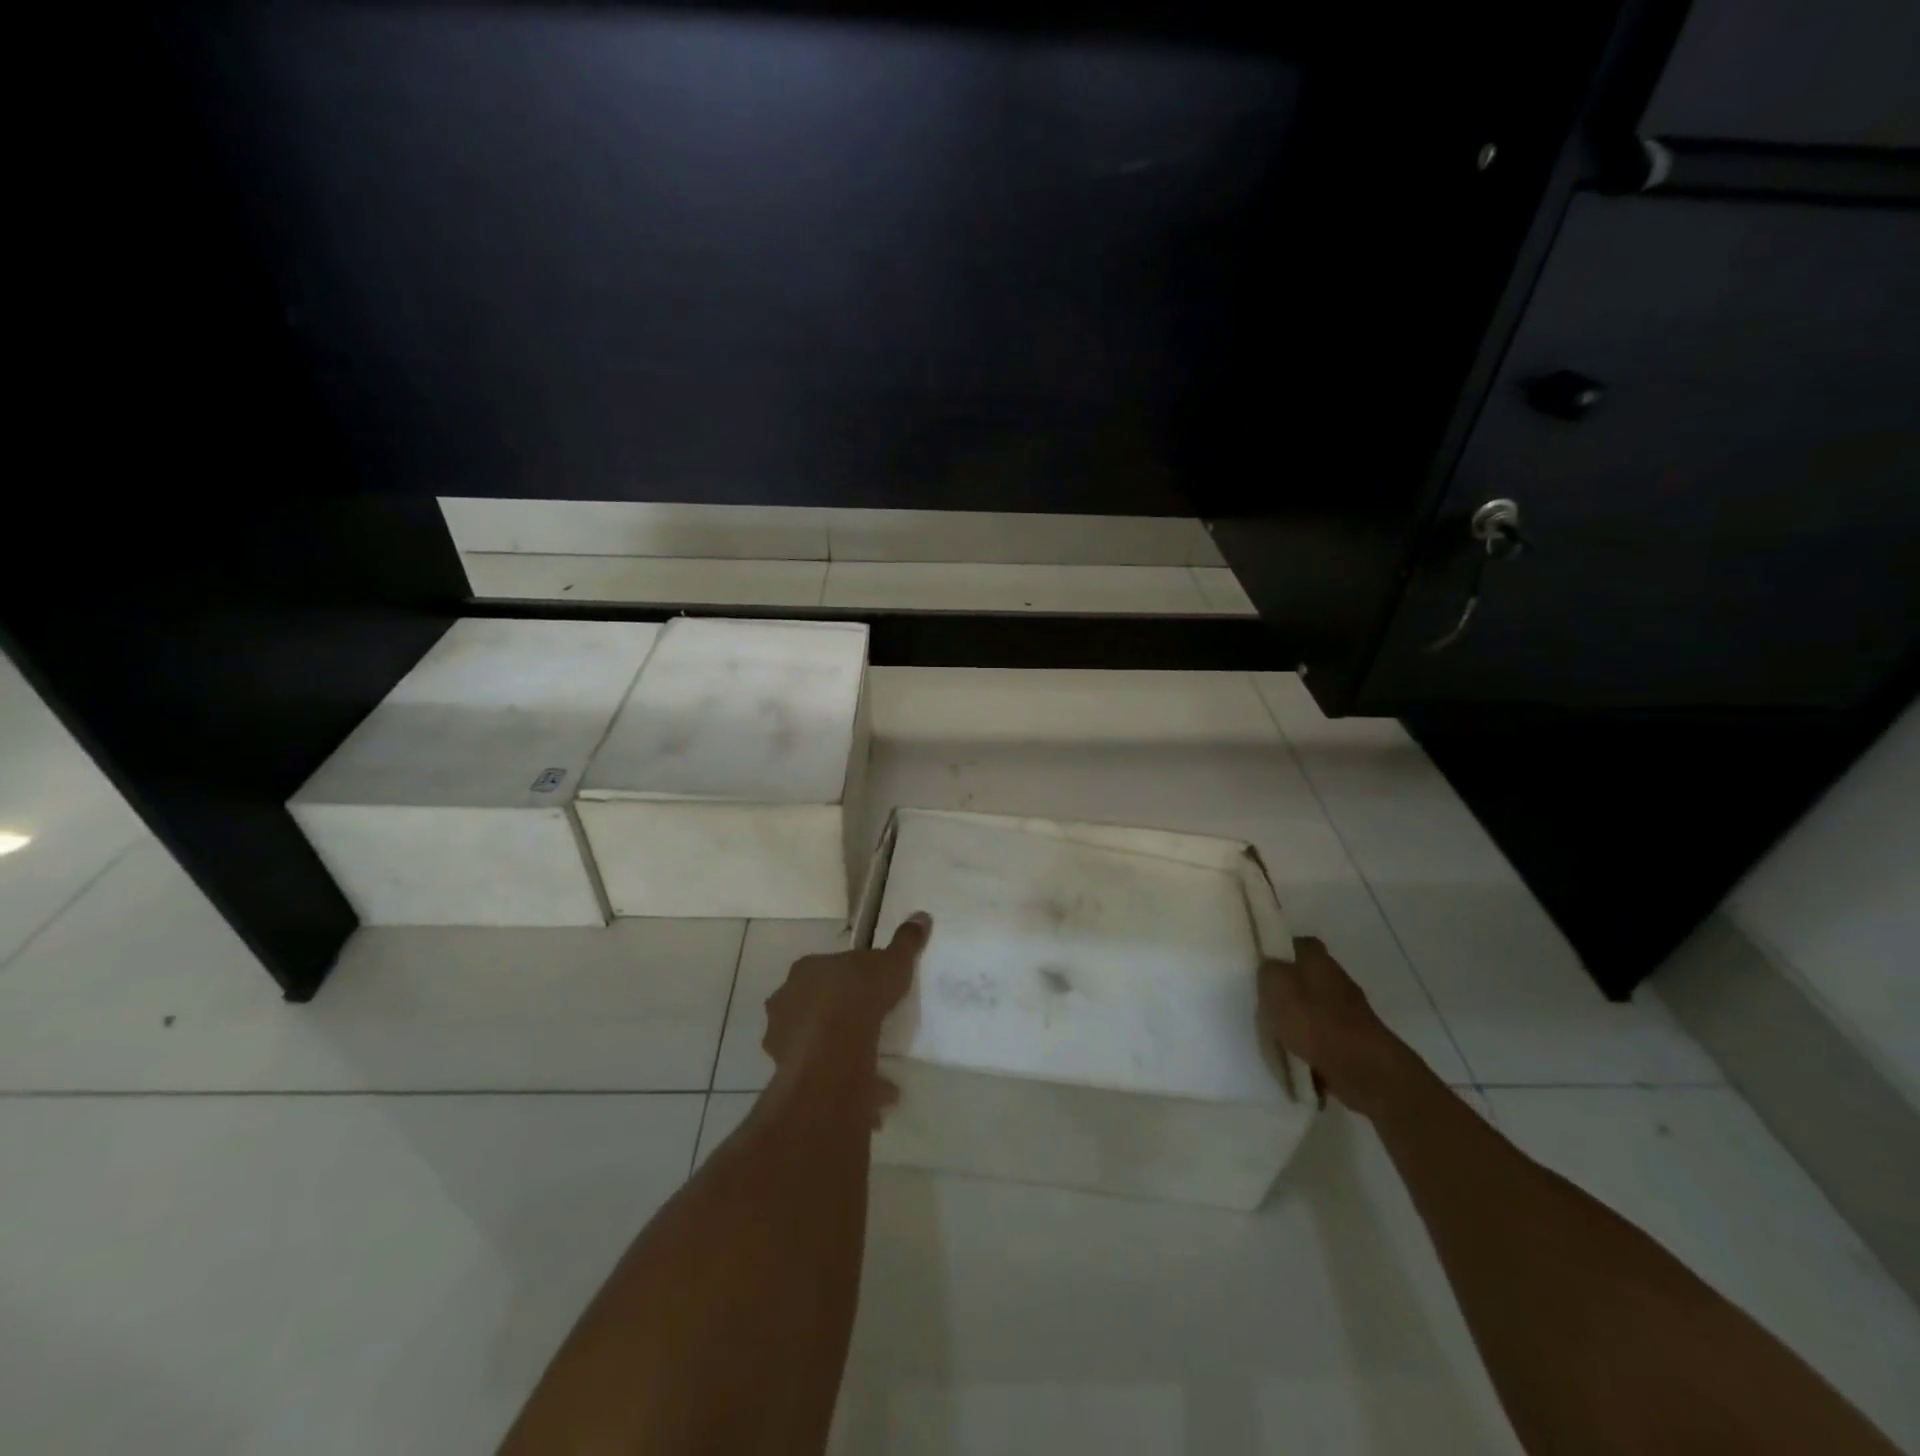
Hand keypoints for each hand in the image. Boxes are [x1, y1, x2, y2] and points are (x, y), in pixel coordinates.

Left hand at [763, 912, 930, 1122]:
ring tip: (873, 1069)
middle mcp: (786, 1000)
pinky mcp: (788, 1074)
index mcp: (807, 970)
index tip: (870, 989)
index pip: (827, 969)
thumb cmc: (859, 996)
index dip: (848, 979)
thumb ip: (905, 943)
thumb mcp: (892, 963)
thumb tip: (922, 916)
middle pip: (813, 1005)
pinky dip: (845, 1085)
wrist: (833, 1051)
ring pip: (812, 1044)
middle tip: (866, 1027)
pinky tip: (874, 1095)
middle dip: (837, 1016)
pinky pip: (820, 1077)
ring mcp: (782, 1039)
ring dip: (837, 1054)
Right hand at [1258, 938, 1417, 1118]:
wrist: (1362, 1068)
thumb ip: (1267, 970)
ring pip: (1313, 1009)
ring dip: (1298, 1020)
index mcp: (1317, 958)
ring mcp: (1349, 1010)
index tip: (1259, 968)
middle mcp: (1336, 977)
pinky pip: (1323, 1038)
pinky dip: (1311, 1046)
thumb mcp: (1275, 984)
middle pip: (1304, 977)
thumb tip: (1270, 967)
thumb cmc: (1313, 1019)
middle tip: (1263, 1004)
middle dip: (1287, 990)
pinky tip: (1296, 1057)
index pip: (1295, 944)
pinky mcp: (1354, 1040)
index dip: (1278, 953)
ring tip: (1276, 1036)